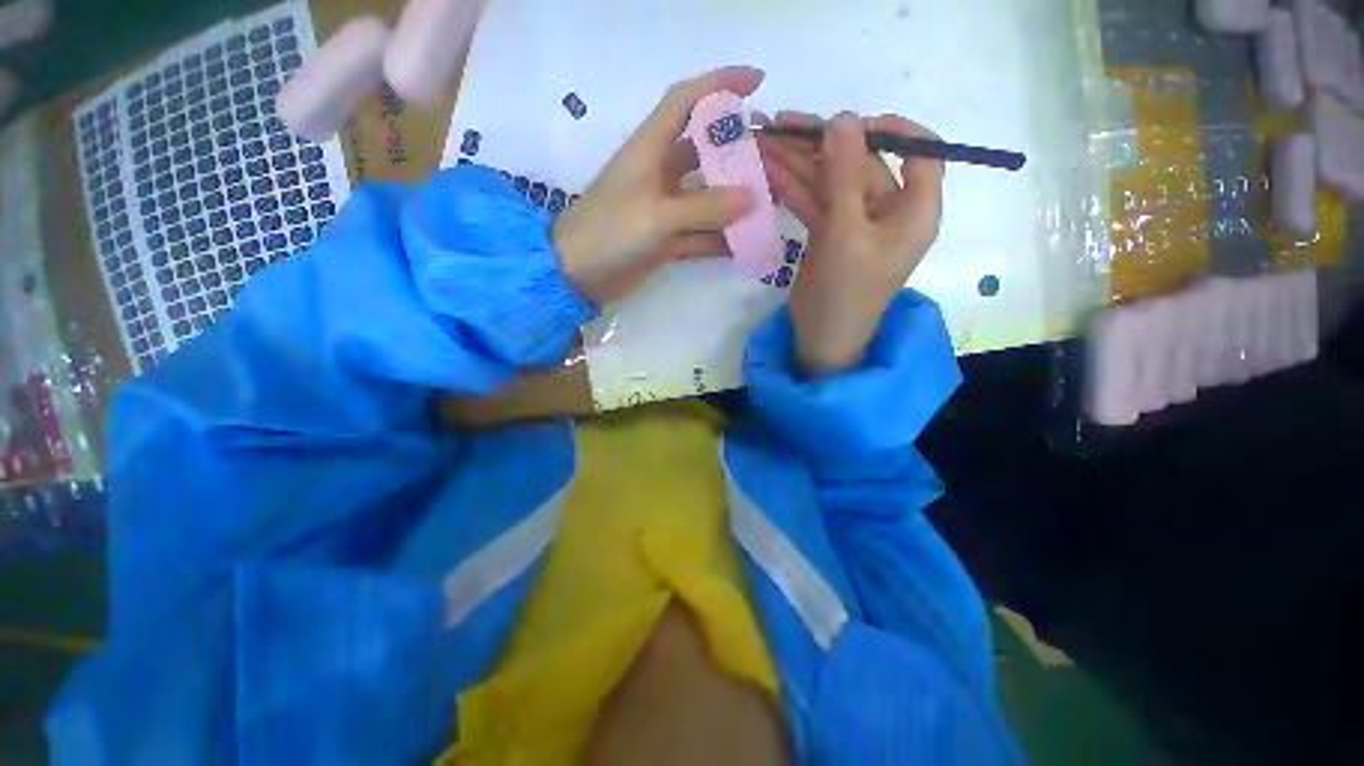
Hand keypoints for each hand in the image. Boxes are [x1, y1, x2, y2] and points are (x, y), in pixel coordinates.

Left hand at [553, 67, 763, 303]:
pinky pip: (699, 234)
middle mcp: (658, 174)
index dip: (719, 84)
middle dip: (736, 151)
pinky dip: (718, 239)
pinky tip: (743, 245)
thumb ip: (705, 208)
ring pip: (705, 197)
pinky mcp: (664, 239)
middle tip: (772, 158)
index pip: (685, 101)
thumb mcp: (657, 216)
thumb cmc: (609, 232)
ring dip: (732, 201)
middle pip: (703, 151)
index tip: (757, 81)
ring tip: (767, 204)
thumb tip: (753, 198)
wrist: (577, 275)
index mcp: (649, 149)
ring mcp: (662, 209)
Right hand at [757, 111, 945, 376]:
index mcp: (914, 210)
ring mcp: (855, 222)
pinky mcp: (829, 234)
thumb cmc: (845, 292)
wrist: (821, 339)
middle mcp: (888, 211)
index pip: (920, 152)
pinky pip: (814, 201)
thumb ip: (844, 175)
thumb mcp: (846, 232)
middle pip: (861, 163)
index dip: (890, 129)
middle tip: (781, 123)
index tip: (850, 123)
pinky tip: (768, 169)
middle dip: (821, 144)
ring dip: (799, 162)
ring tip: (764, 139)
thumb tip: (842, 117)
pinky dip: (793, 187)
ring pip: (830, 181)